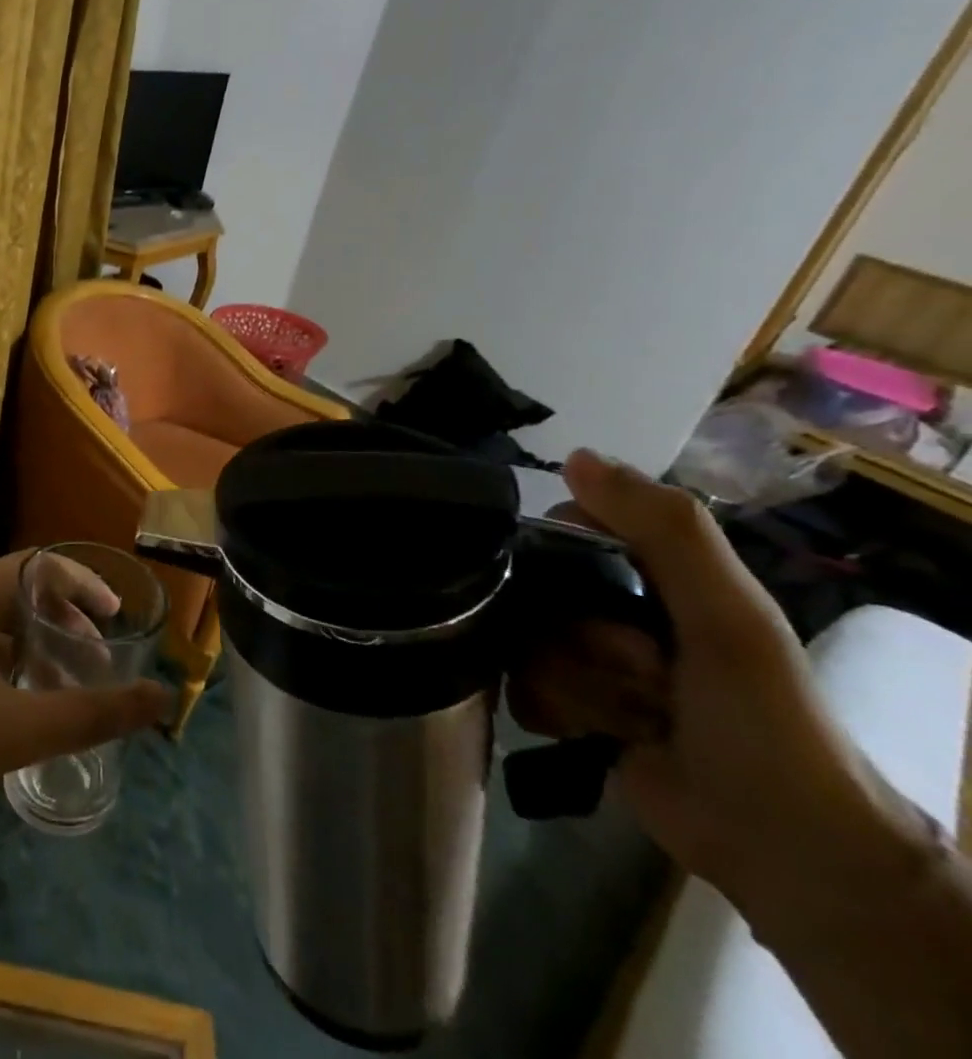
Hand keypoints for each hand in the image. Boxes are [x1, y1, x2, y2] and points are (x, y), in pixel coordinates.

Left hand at [0, 549, 169, 853]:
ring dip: (36, 645)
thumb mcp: (21, 729)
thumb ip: (94, 714)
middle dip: (63, 620)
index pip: (37, 567)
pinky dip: (8, 664)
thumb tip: (162, 701)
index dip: (82, 586)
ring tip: (68, 681)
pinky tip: (22, 704)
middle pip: (17, 593)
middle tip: (98, 656)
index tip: (116, 616)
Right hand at [509, 450, 919, 916]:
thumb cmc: (763, 720)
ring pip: (525, 643)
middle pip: (535, 591)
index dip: (566, 556)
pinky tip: (597, 735)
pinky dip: (558, 712)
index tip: (604, 596)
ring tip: (634, 718)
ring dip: (578, 685)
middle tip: (645, 674)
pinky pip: (521, 687)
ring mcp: (589, 660)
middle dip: (581, 640)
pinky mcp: (570, 706)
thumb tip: (574, 455)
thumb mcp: (728, 616)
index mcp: (653, 575)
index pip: (564, 531)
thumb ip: (666, 530)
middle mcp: (614, 609)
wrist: (781, 848)